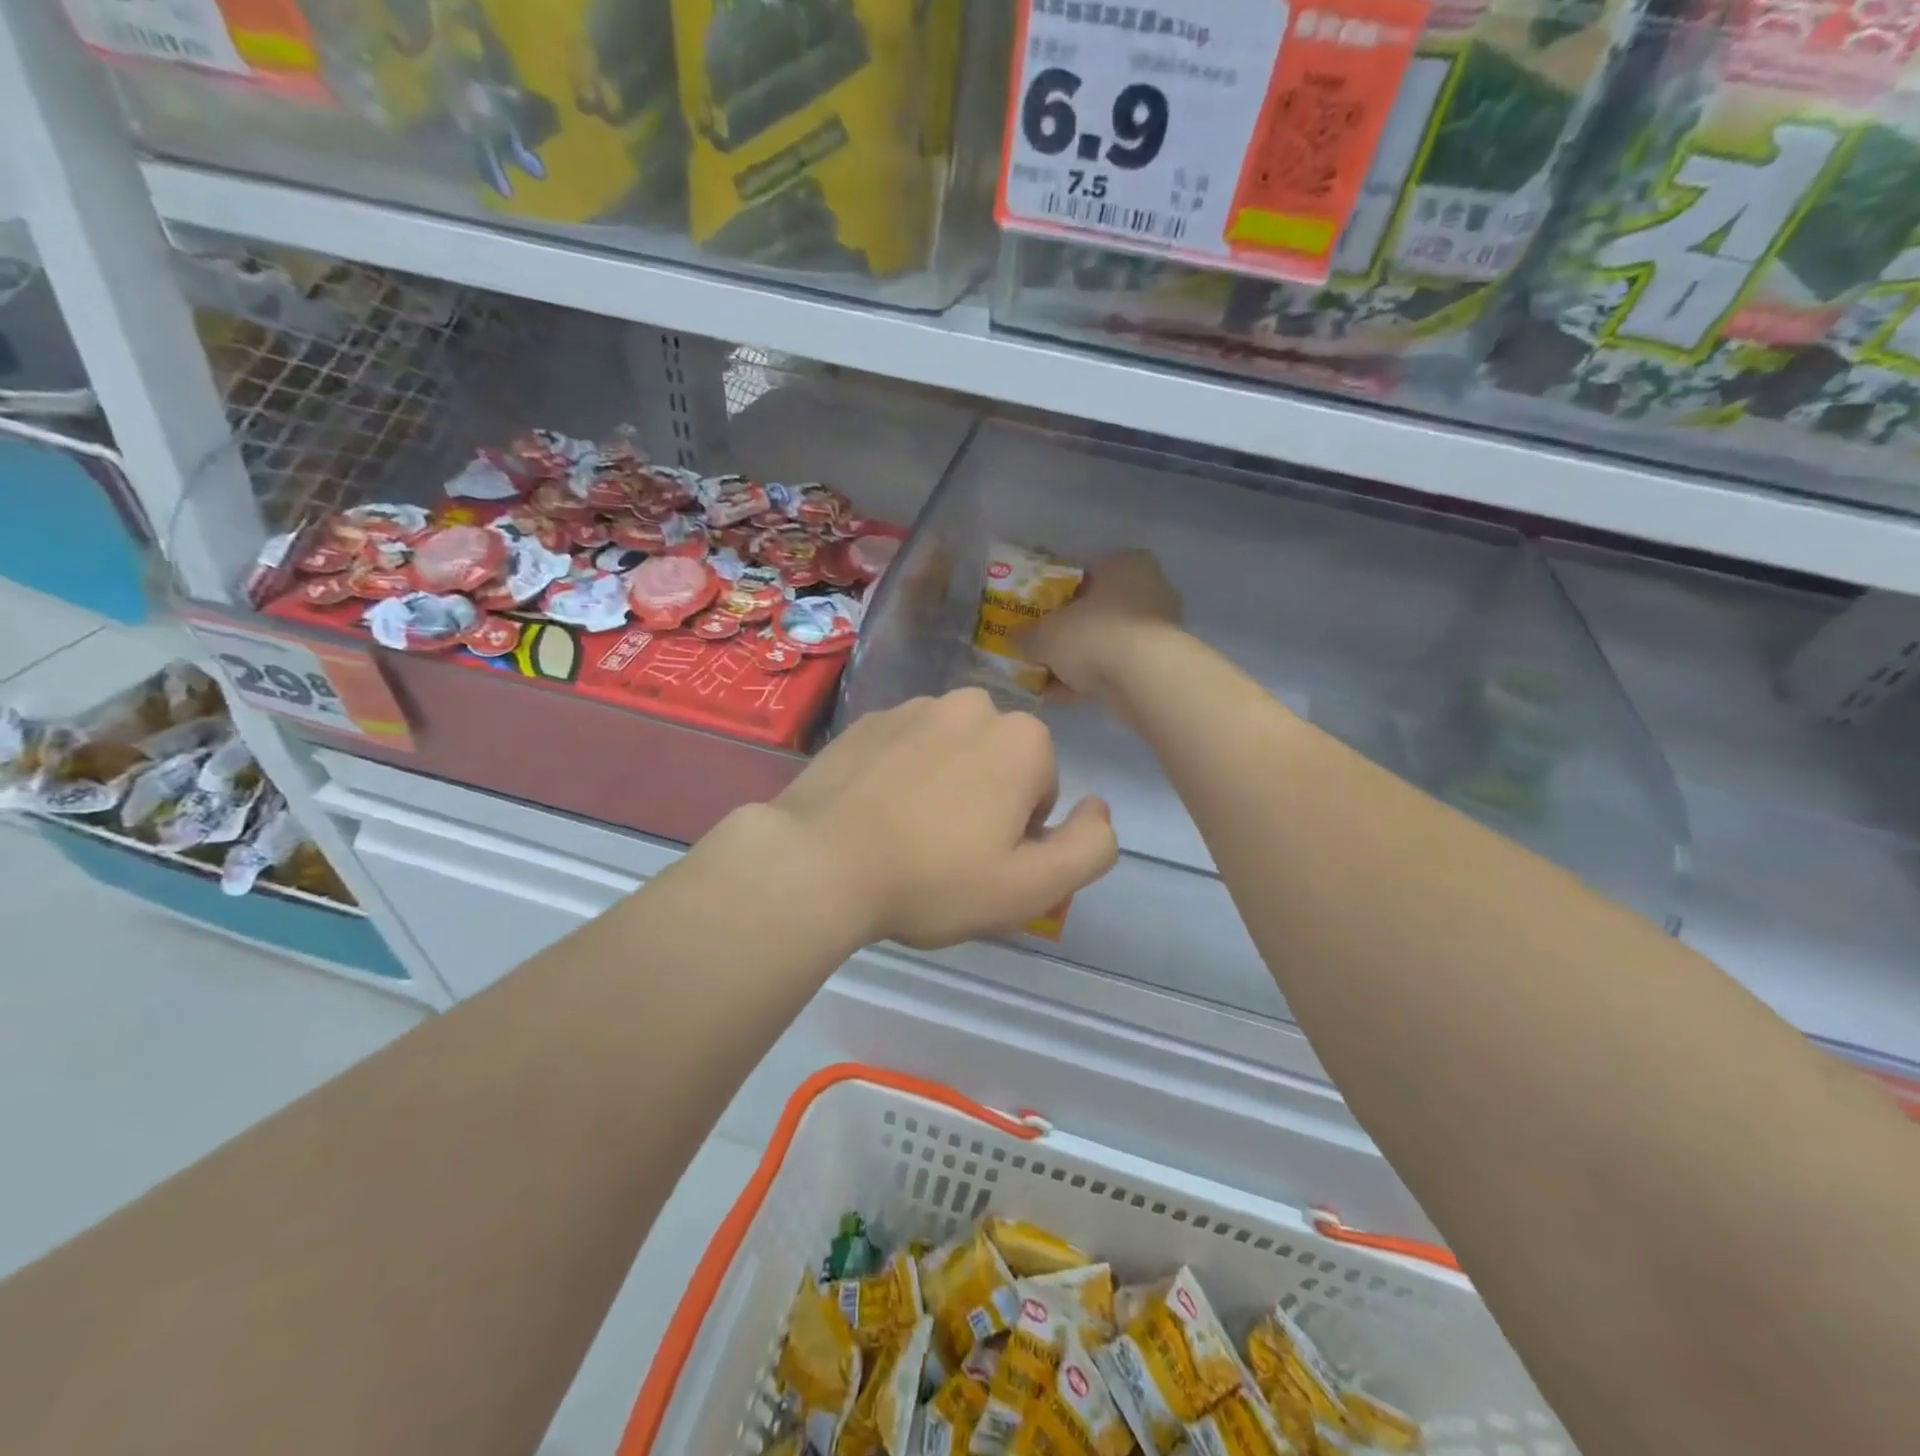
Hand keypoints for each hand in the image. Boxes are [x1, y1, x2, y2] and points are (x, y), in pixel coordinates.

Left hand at [763, 688, 1118, 949]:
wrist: (818, 862)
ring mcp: (912, 707)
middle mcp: (971, 706)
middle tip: (946, 853)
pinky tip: (873, 816)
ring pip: (951, 753)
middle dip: (986, 802)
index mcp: (1020, 738)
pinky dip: (900, 775)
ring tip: (906, 836)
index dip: (1021, 833)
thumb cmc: (933, 879)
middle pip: (999, 764)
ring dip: (943, 786)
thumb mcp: (1032, 887)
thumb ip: (1091, 847)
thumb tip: (1098, 807)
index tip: (983, 862)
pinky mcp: (866, 721)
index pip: (1043, 789)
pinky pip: (904, 749)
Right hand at [1019, 550, 1182, 696]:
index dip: (1058, 592)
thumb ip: (1027, 635)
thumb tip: (1013, 638)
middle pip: (1097, 609)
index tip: (1039, 611)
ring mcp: (1157, 628)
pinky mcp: (1159, 663)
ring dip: (1077, 659)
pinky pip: (1116, 667)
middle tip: (1042, 645)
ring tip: (1045, 678)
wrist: (1143, 678)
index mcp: (1125, 564)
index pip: (1086, 571)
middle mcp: (1148, 589)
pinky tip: (1060, 696)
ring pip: (1106, 641)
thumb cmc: (1093, 634)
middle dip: (1069, 630)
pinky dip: (1090, 679)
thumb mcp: (1046, 634)